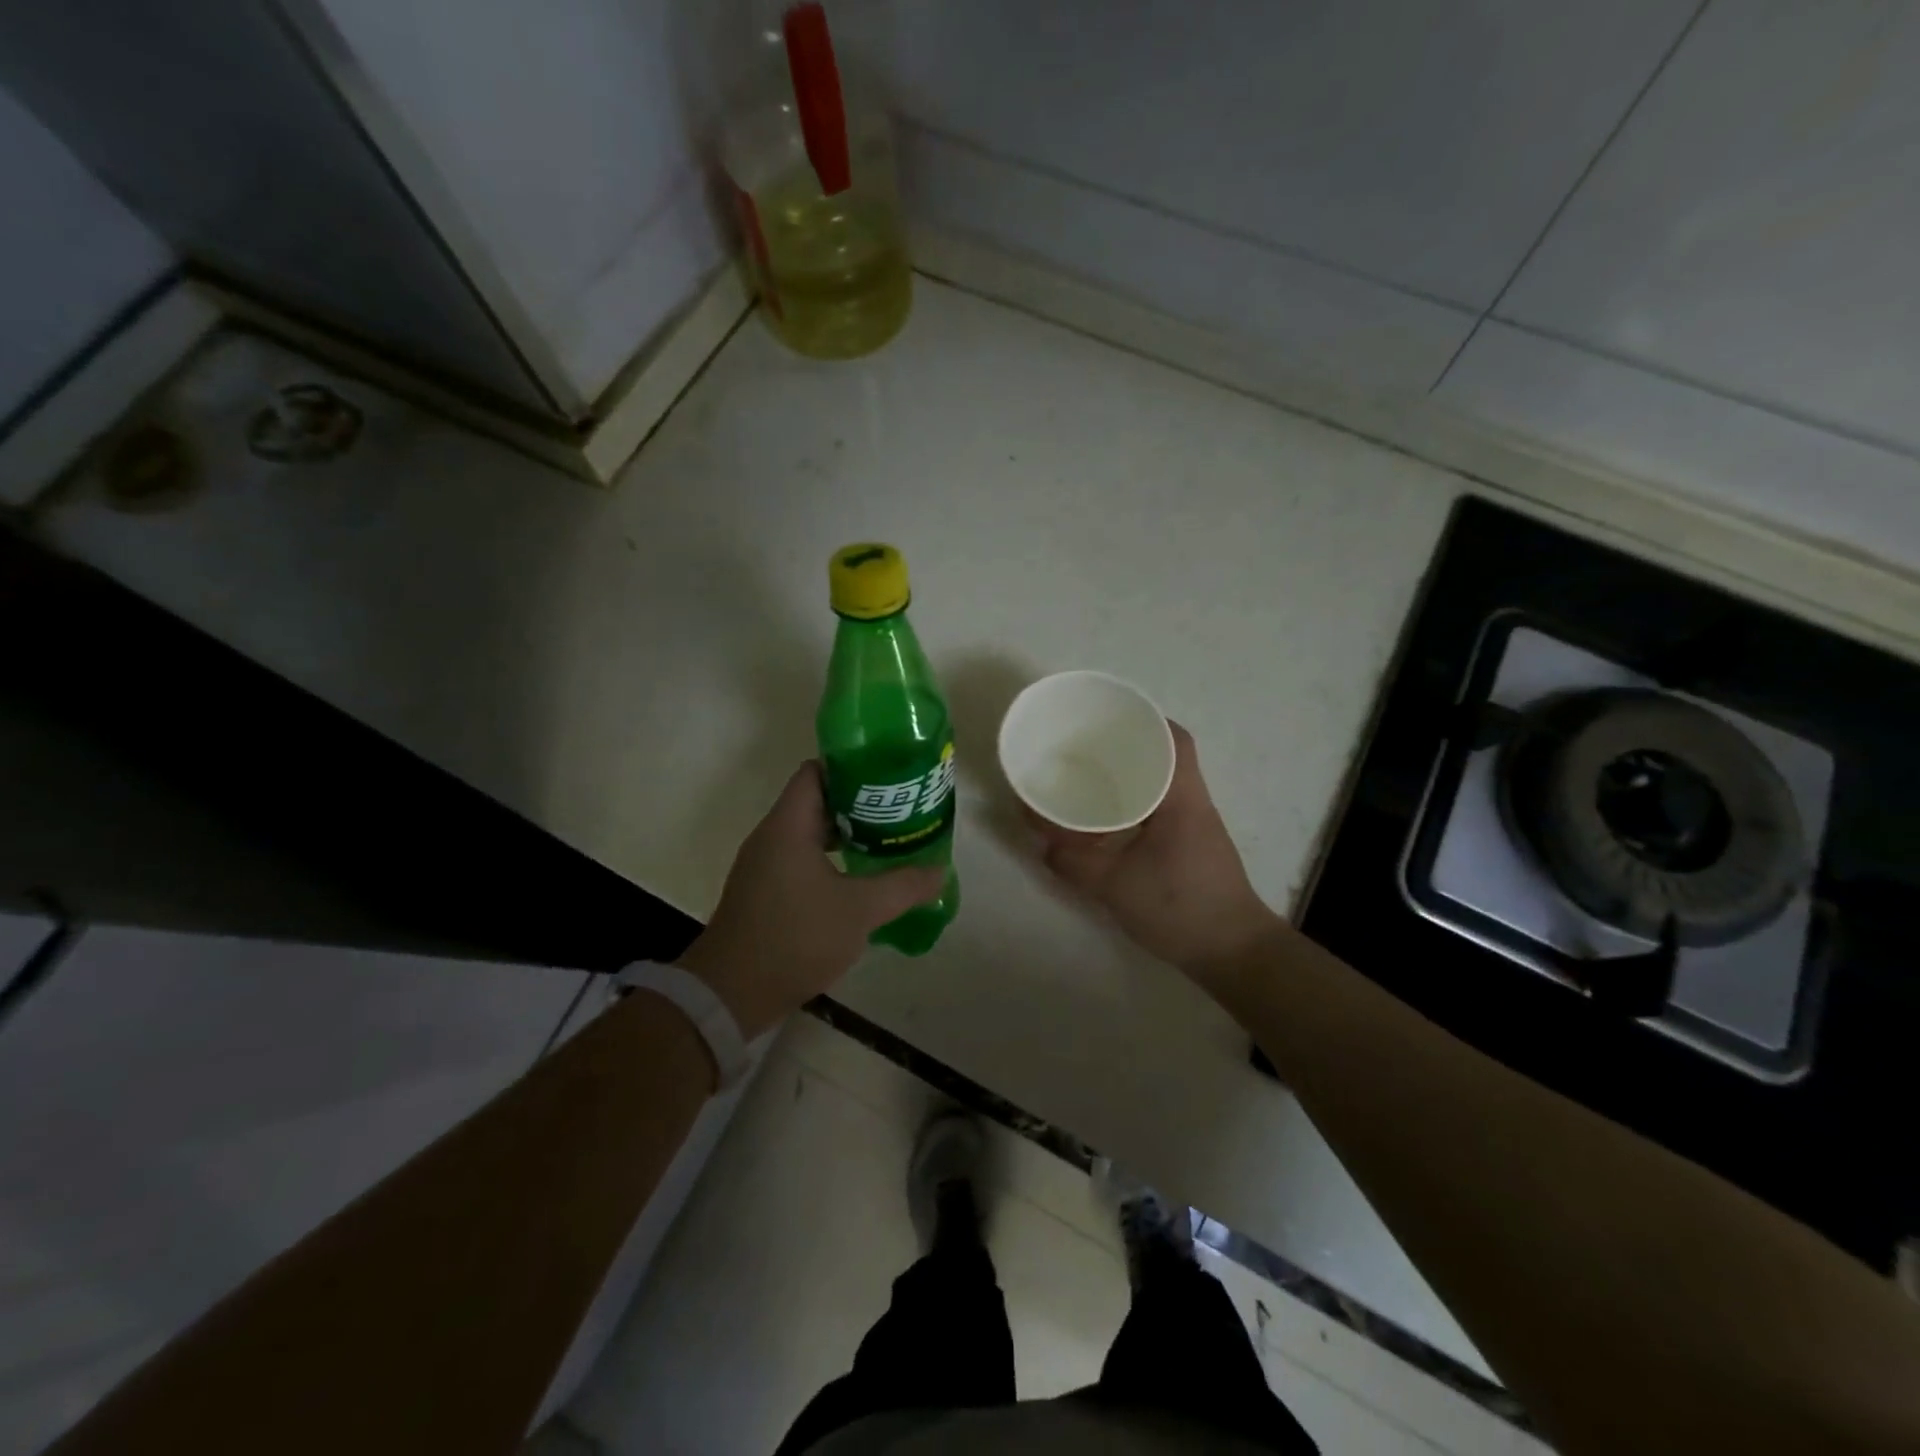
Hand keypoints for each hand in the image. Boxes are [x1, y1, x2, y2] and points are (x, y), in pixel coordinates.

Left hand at [677, 762, 945, 1038]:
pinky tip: (858, 879)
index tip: (887, 775)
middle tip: (898, 810)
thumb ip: (902, 887)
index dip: (851, 767)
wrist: (731, 993)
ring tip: (887, 841)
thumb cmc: (796, 937)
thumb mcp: (860, 910)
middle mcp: (771, 836)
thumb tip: (939, 871)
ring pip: (809, 834)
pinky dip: (829, 860)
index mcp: (788, 825)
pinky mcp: (763, 892)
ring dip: (846, 834)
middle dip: (858, 803)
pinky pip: (800, 860)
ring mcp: (763, 865)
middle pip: (816, 800)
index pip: (816, 771)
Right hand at [1026, 722, 1281, 985]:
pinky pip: (1160, 807)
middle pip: (1166, 754)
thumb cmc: (1180, 908)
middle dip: (1128, 744)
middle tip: (1086, 745)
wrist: (1232, 952)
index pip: (1174, 739)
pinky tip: (1107, 818)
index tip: (1107, 715)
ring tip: (1089, 775)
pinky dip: (1135, 801)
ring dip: (1132, 773)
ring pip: (1163, 782)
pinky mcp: (1191, 846)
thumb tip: (1041, 842)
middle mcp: (1193, 802)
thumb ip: (1073, 862)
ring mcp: (1196, 825)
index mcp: (1181, 798)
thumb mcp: (1114, 885)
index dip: (1145, 719)